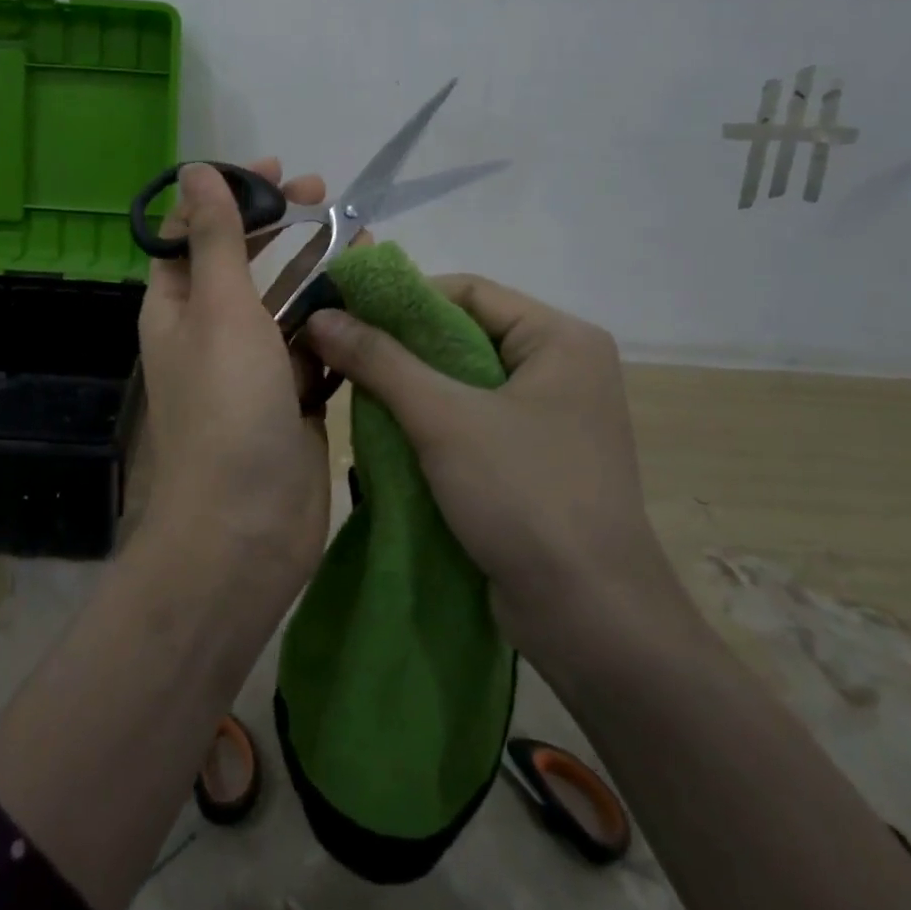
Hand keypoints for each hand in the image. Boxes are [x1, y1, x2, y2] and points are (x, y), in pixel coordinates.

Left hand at [133, 160, 332, 610]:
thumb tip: (195, 169)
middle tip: (325, 194)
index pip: (193, 232)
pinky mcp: (294, 397)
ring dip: (318, 268)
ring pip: (286, 301)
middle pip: (244, 261)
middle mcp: (211, 331)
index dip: (228, 194)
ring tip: (363, 236)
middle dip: (280, 223)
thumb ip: (214, 239)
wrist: (247, 526)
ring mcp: (255, 366)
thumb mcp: (219, 310)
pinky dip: (338, 319)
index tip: (275, 170)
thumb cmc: (227, 407)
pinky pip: (316, 344)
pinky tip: (370, 297)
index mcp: (178, 307)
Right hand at [305, 274, 688, 655]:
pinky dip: (432, 421)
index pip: (468, 291)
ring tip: (355, 392)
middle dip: (401, 345)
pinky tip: (388, 432)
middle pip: (465, 334)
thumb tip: (320, 315)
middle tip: (340, 353)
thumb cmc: (524, 496)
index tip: (343, 312)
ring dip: (411, 386)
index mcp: (561, 338)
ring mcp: (553, 416)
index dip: (402, 298)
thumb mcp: (443, 419)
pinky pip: (475, 419)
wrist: (590, 618)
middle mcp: (563, 367)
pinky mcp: (538, 458)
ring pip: (466, 380)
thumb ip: (380, 360)